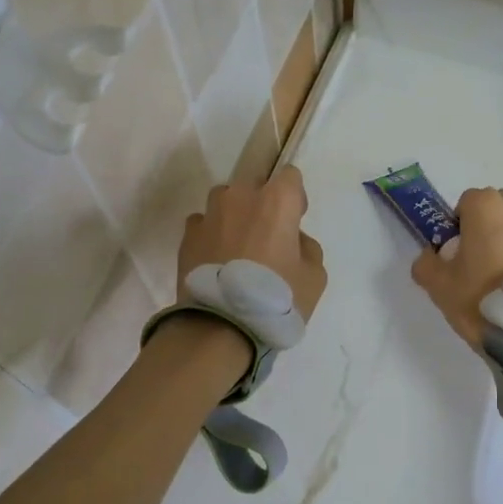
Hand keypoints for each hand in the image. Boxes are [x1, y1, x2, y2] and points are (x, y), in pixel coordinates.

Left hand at [178, 166, 327, 324]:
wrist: (222, 326)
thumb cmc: (277, 298)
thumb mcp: (315, 276)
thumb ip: (306, 247)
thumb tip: (292, 240)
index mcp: (277, 200)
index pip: (289, 176)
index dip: (294, 198)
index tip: (294, 222)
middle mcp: (240, 196)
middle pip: (254, 184)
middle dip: (261, 203)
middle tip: (266, 237)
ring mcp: (209, 214)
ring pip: (225, 201)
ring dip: (233, 216)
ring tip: (236, 249)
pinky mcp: (187, 236)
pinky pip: (203, 225)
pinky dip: (211, 236)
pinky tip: (216, 261)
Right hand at [411, 187, 502, 349]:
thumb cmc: (478, 298)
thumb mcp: (437, 284)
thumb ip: (426, 262)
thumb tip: (431, 257)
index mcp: (487, 205)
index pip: (466, 203)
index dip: (458, 226)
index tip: (457, 252)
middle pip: (496, 208)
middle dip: (487, 227)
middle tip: (479, 261)